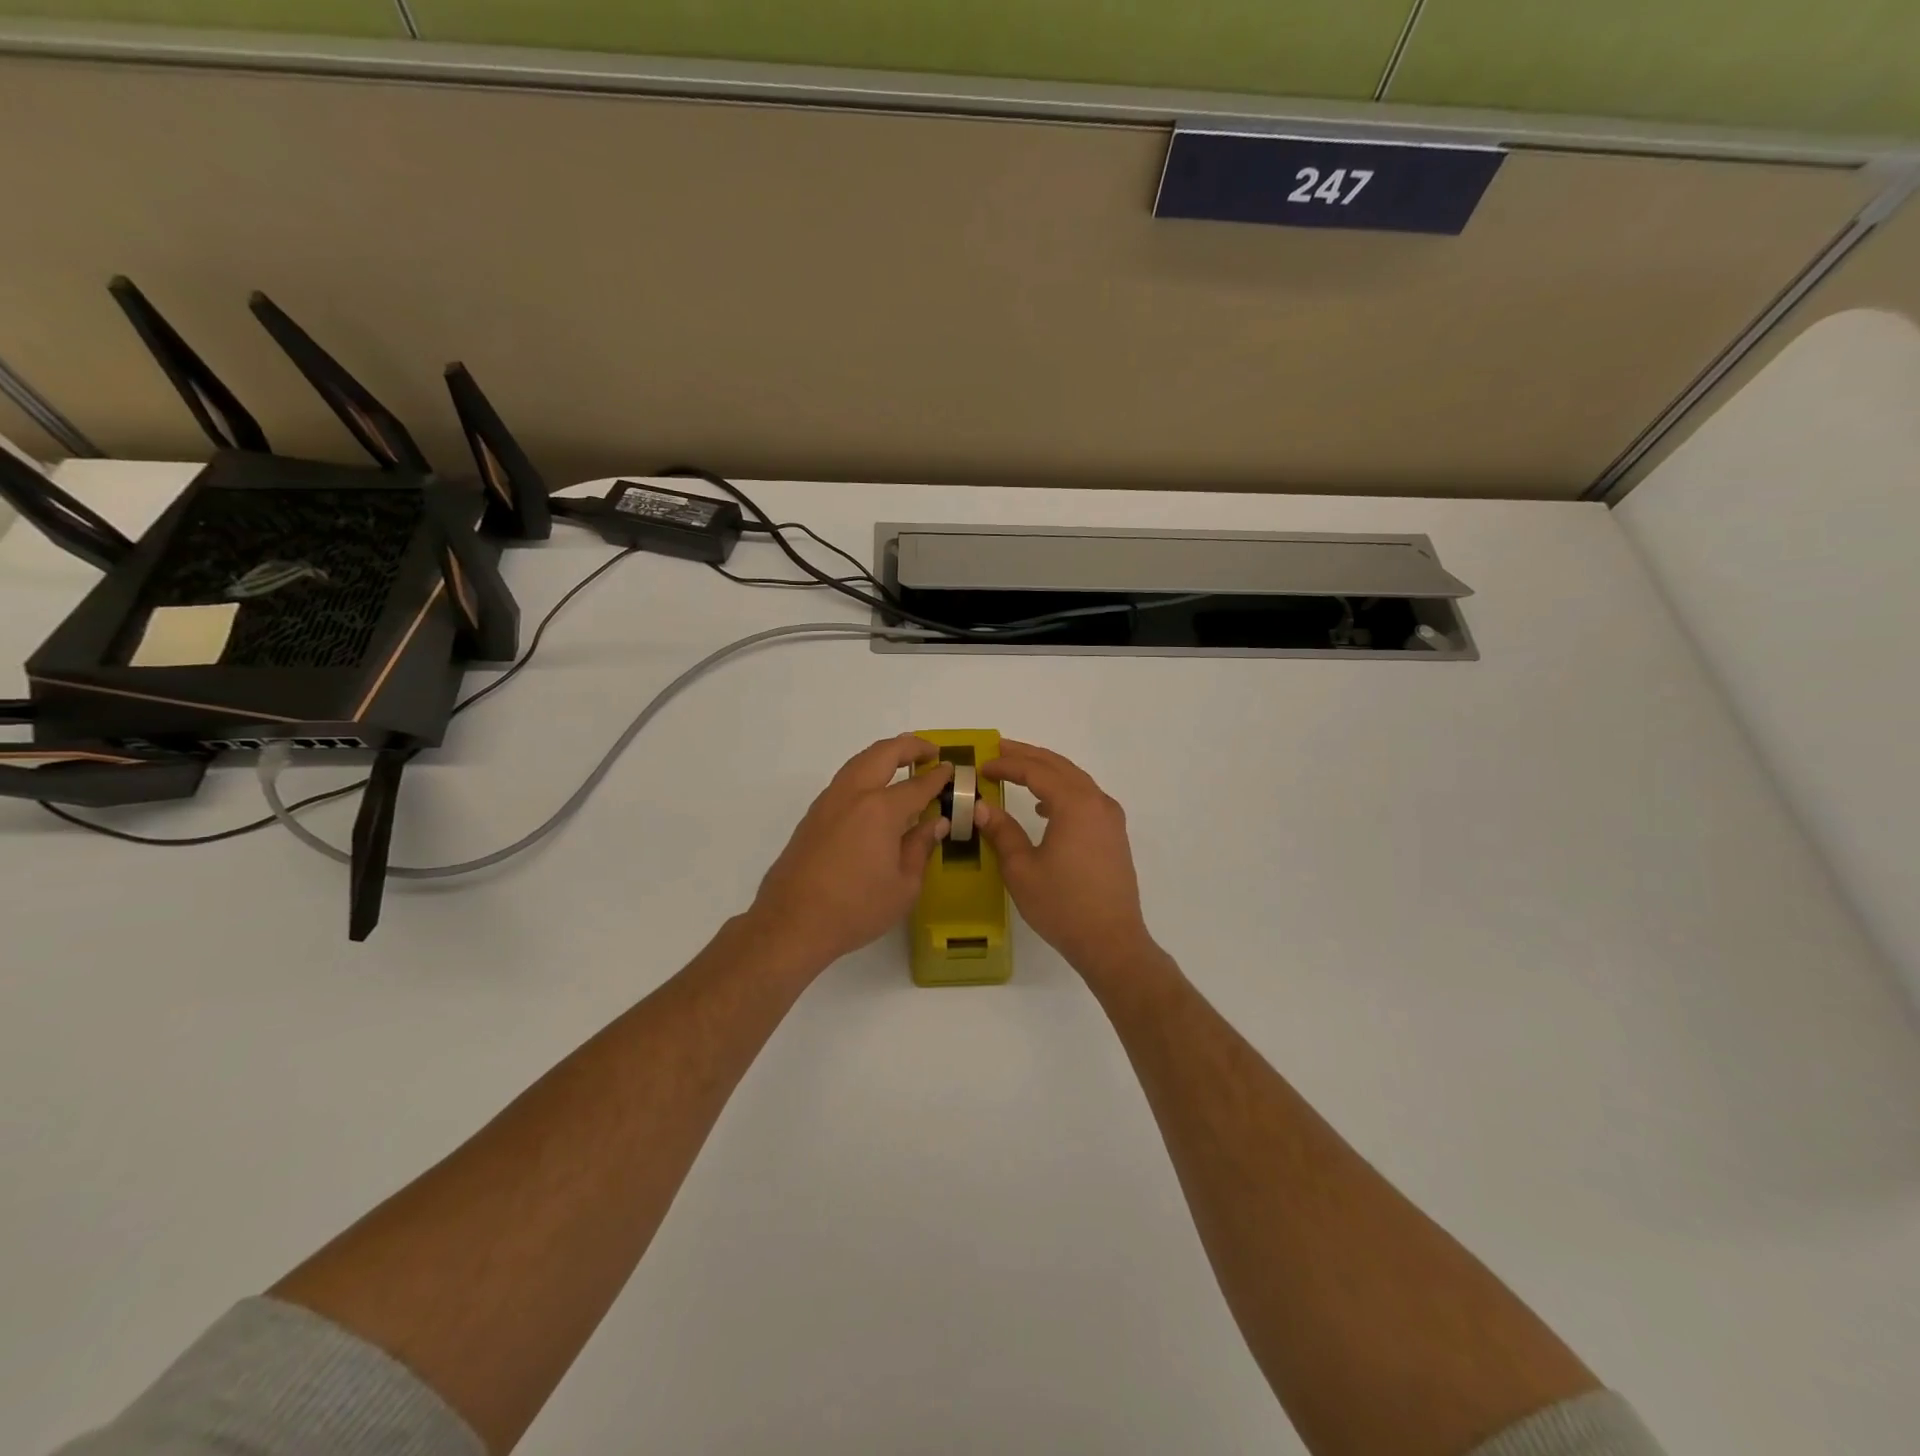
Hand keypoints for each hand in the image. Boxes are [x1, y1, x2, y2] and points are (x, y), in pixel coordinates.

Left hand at [744, 735, 952, 973]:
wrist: (792, 923)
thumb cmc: (856, 909)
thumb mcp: (904, 886)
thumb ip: (921, 848)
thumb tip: (936, 823)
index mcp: (881, 810)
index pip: (918, 784)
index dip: (938, 776)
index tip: (952, 770)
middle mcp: (853, 795)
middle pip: (883, 754)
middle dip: (910, 746)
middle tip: (930, 751)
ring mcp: (828, 802)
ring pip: (859, 762)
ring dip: (884, 755)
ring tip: (904, 763)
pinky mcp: (813, 815)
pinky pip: (845, 780)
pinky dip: (866, 773)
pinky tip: (875, 792)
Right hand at [977, 741, 1159, 980]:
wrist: (1111, 941)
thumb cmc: (1062, 905)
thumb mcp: (1021, 869)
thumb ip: (1001, 831)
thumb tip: (981, 806)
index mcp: (1075, 804)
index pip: (1036, 771)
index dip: (1006, 765)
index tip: (981, 766)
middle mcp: (1097, 802)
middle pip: (1059, 766)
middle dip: (1027, 756)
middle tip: (998, 749)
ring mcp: (1110, 818)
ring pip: (1075, 780)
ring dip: (1046, 771)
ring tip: (1018, 771)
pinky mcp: (1114, 835)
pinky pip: (1086, 798)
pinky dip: (1062, 791)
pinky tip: (1044, 808)